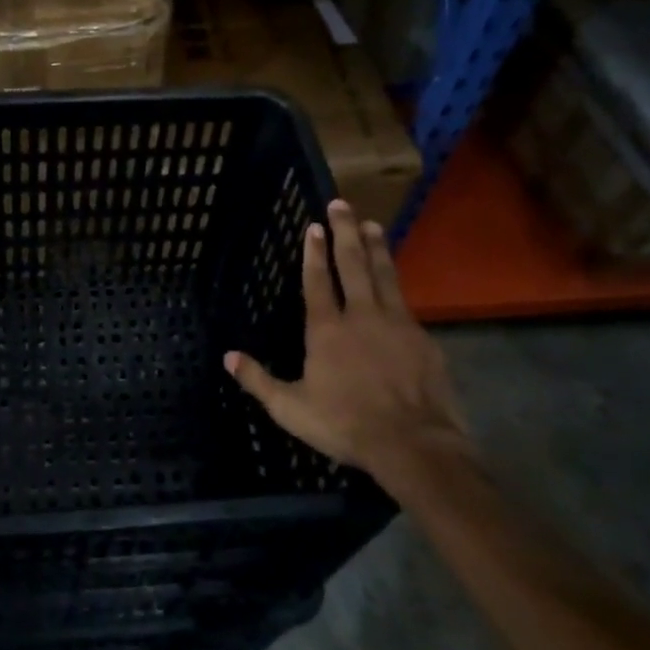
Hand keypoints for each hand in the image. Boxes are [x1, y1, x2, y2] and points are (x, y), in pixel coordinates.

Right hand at [226, 200, 468, 493]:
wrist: (414, 444)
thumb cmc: (345, 424)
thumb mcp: (290, 409)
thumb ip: (258, 380)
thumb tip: (227, 357)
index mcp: (326, 330)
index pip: (317, 281)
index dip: (314, 252)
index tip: (314, 225)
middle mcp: (361, 316)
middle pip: (353, 264)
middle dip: (345, 232)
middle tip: (342, 204)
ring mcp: (396, 324)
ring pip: (384, 275)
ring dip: (376, 247)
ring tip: (372, 225)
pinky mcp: (422, 338)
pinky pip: (405, 302)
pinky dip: (396, 283)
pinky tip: (395, 281)